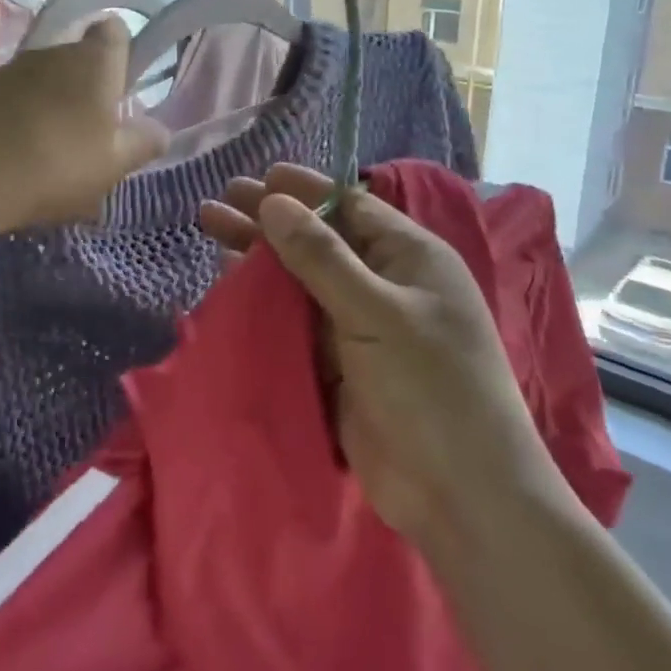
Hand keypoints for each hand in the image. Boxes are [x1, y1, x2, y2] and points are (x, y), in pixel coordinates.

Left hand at [0, 17, 166, 232]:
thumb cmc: (53, 167)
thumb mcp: (112, 166)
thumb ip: (142, 144)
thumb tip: (160, 131)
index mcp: (93, 63)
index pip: (115, 30)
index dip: (121, 52)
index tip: (120, 88)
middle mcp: (50, 53)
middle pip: (75, 57)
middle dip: (83, 86)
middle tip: (87, 132)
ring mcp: (6, 68)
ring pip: (38, 78)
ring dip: (46, 102)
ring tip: (44, 149)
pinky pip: (4, 96)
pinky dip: (11, 115)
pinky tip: (6, 153)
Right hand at [199, 165, 566, 547]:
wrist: (459, 494)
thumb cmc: (431, 387)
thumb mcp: (377, 312)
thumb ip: (321, 257)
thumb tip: (274, 202)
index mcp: (411, 258)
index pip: (351, 207)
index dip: (304, 191)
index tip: (260, 177)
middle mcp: (385, 284)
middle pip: (319, 240)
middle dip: (270, 220)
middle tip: (220, 200)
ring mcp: (361, 326)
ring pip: (301, 280)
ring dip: (260, 258)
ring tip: (211, 230)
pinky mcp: (338, 364)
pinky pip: (295, 321)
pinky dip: (263, 303)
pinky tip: (228, 284)